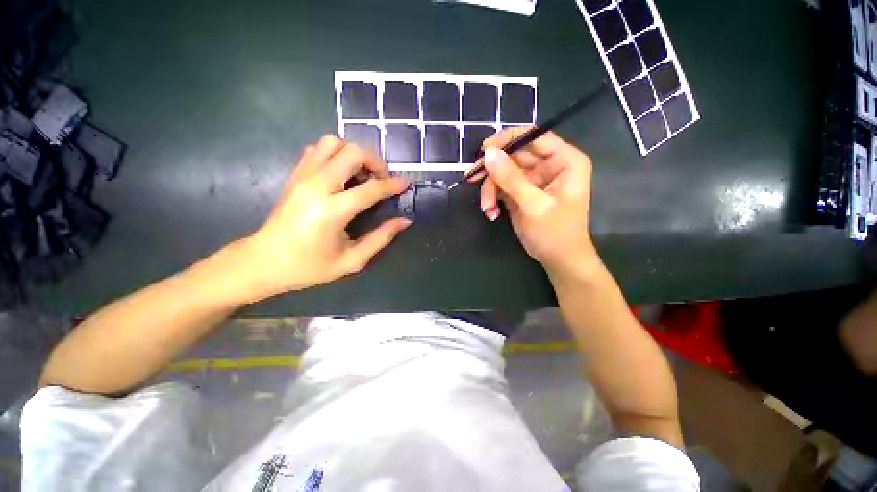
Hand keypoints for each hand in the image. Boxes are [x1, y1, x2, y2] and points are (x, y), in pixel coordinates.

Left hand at [238, 135, 409, 300]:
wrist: (263, 262)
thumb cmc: (309, 267)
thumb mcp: (352, 260)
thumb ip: (381, 238)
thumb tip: (404, 221)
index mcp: (332, 211)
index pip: (371, 188)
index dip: (393, 185)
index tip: (406, 183)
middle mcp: (316, 186)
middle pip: (352, 152)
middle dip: (375, 162)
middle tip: (382, 180)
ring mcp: (302, 176)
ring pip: (333, 143)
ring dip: (354, 154)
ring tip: (362, 175)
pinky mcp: (294, 175)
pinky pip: (318, 149)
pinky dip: (336, 155)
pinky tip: (342, 175)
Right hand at [474, 127, 597, 275]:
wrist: (558, 260)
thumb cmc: (555, 233)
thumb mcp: (534, 205)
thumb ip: (511, 179)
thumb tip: (488, 154)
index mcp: (564, 161)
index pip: (534, 136)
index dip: (508, 139)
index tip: (484, 149)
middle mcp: (549, 165)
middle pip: (514, 154)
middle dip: (493, 170)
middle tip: (472, 178)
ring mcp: (533, 180)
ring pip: (503, 171)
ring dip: (490, 189)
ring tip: (487, 207)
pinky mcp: (520, 192)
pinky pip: (501, 186)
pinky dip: (492, 198)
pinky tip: (491, 212)